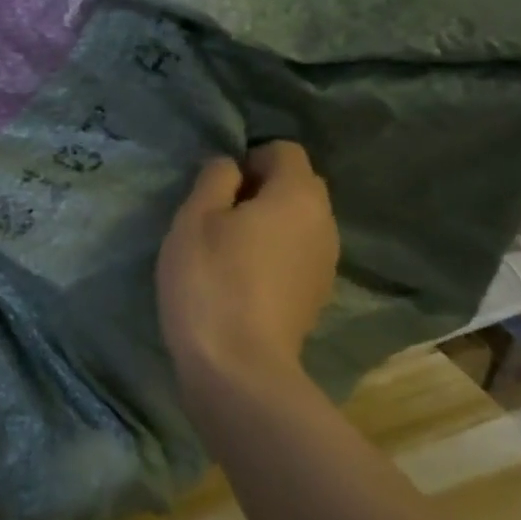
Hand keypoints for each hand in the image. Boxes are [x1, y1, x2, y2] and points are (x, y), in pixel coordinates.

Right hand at [157, 142, 338, 385]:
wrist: (240, 368)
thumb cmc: (211, 281)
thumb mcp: (195, 218)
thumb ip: (215, 178)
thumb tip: (231, 167)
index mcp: (298, 195)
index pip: (285, 150)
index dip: (250, 158)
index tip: (219, 189)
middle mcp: (324, 223)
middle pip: (298, 185)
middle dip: (262, 189)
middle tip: (220, 215)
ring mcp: (326, 263)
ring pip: (299, 223)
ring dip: (270, 224)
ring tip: (229, 250)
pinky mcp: (317, 296)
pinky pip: (298, 255)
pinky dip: (276, 255)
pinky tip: (244, 280)